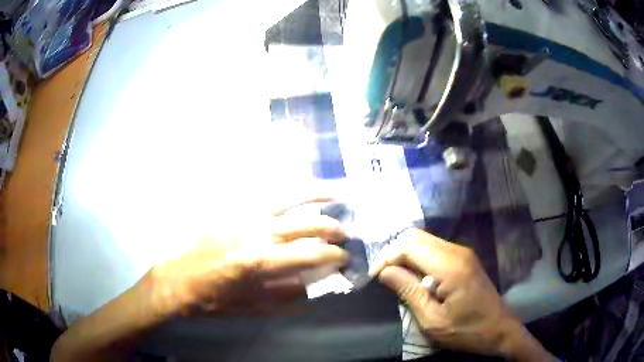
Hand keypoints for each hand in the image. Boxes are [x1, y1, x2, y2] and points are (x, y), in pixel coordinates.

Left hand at [150, 200, 347, 317]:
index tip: (344, 258)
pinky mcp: (232, 208)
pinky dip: (285, 190)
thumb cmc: (211, 298)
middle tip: (344, 233)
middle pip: (304, 224)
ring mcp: (242, 215)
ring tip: (335, 194)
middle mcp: (255, 231)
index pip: (309, 253)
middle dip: (331, 228)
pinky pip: (264, 193)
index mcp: (259, 260)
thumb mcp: (250, 307)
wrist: (175, 278)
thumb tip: (314, 288)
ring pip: (287, 198)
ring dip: (315, 196)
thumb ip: (285, 297)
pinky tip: (297, 189)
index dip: (333, 255)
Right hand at [369, 229, 553, 360]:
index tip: (374, 277)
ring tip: (395, 277)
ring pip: (425, 240)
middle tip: (382, 276)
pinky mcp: (464, 258)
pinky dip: (418, 258)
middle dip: (394, 252)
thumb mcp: (432, 320)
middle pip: (416, 236)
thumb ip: (409, 292)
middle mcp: (457, 251)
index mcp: (450, 266)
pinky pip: (435, 248)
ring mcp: (463, 252)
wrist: (499, 329)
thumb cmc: (466, 331)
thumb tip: (384, 272)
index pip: (409, 245)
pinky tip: (414, 277)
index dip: (387, 257)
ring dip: (405, 255)